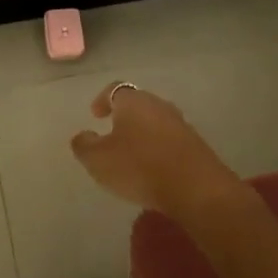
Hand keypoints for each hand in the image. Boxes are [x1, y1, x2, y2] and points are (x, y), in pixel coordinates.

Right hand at [70, 83, 241, 217]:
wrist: (195, 187)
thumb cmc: (139, 167)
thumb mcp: (99, 160)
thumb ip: (84, 145)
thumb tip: (81, 135)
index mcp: (133, 101)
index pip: (114, 89)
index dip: (102, 100)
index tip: (95, 114)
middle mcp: (158, 104)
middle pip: (137, 104)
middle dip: (123, 117)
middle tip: (111, 134)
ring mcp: (180, 123)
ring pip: (154, 121)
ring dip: (142, 133)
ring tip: (131, 154)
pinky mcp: (195, 143)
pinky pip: (169, 139)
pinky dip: (157, 148)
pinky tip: (153, 167)